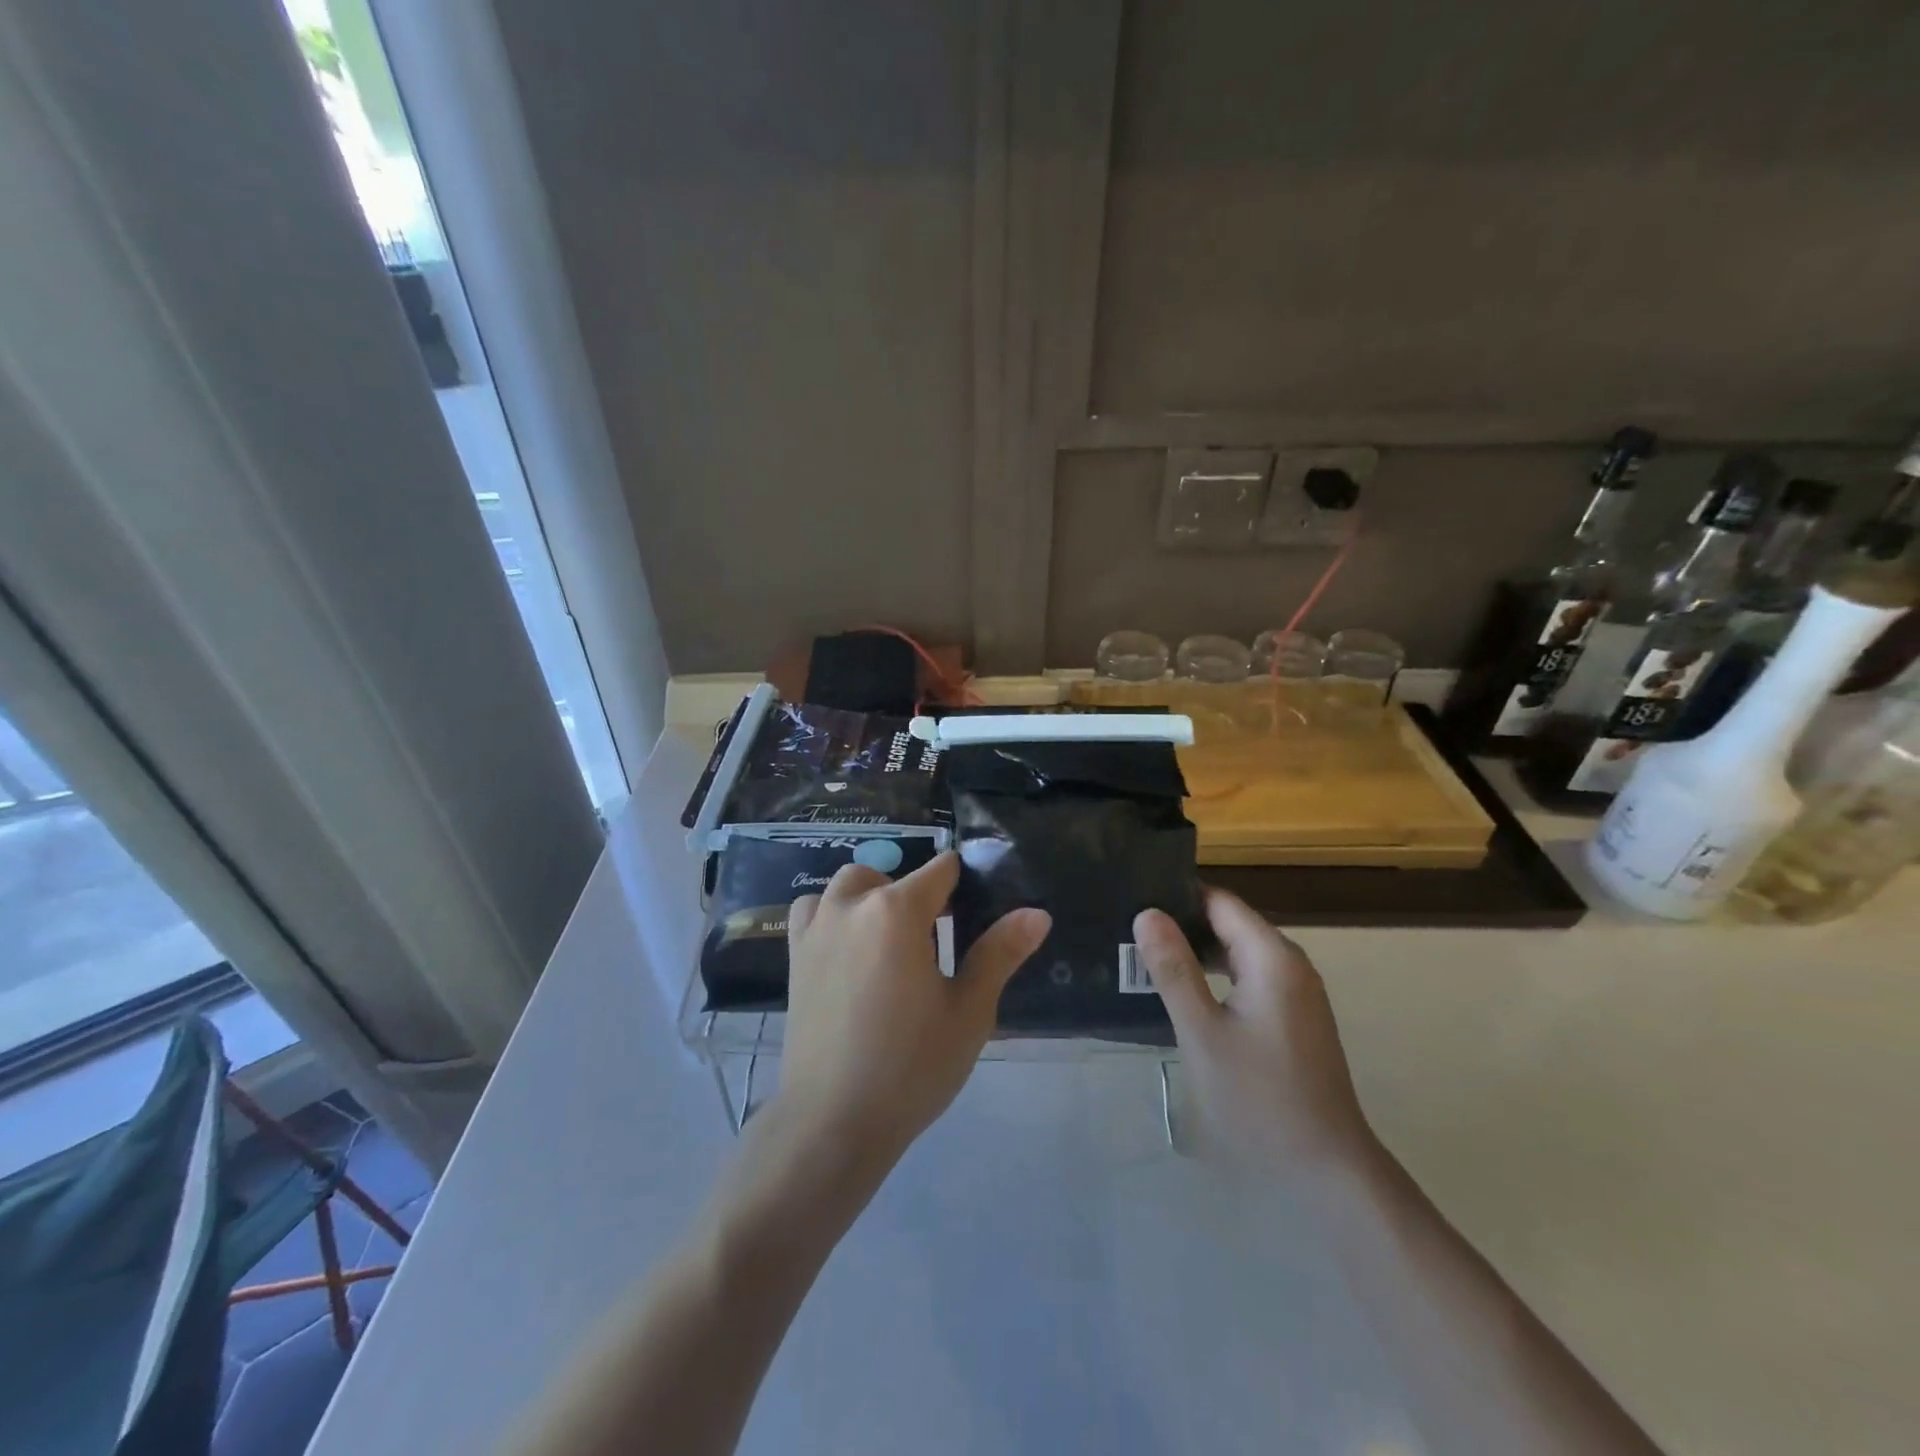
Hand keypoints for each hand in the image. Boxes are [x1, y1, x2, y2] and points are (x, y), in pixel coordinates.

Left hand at [779, 852, 1049, 1160]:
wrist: (833, 1121)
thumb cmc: (911, 1066)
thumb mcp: (969, 1012)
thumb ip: (1000, 953)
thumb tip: (1037, 913)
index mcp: (897, 911)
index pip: (939, 870)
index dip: (962, 885)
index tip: (972, 915)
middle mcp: (852, 905)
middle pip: (890, 875)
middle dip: (915, 895)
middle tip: (934, 943)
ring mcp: (817, 928)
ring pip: (847, 887)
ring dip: (870, 898)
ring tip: (889, 944)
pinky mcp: (795, 955)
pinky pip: (813, 911)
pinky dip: (832, 915)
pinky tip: (849, 953)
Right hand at [1134, 889, 1374, 1170]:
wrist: (1327, 1172)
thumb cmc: (1259, 1098)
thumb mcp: (1203, 1032)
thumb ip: (1173, 969)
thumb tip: (1147, 913)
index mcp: (1272, 957)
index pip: (1219, 901)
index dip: (1177, 896)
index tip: (1133, 900)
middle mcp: (1290, 963)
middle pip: (1230, 923)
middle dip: (1183, 924)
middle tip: (1129, 932)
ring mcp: (1296, 992)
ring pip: (1238, 952)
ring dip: (1197, 953)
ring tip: (1146, 958)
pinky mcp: (1294, 1018)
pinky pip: (1249, 977)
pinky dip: (1216, 976)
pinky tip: (1184, 993)